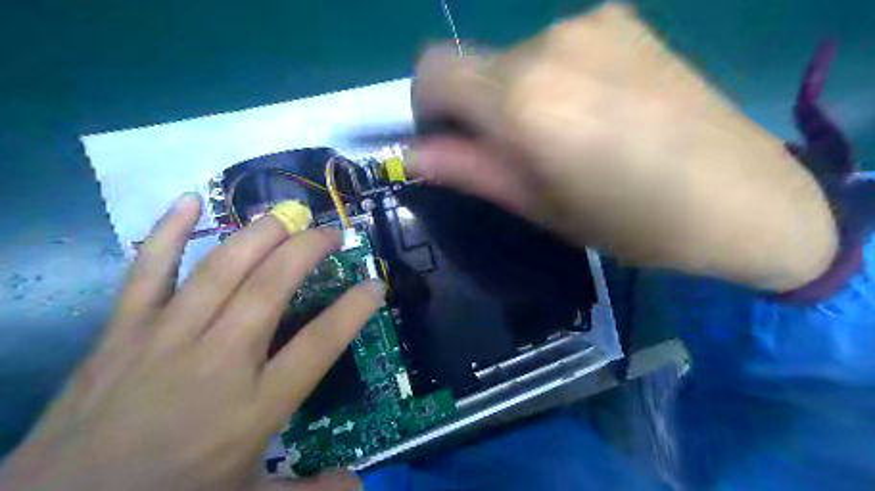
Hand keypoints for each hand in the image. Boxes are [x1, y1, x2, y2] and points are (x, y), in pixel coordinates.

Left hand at [0, 192, 382, 490]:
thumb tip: (361, 487)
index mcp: (254, 406)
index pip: (319, 343)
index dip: (354, 309)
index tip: (375, 284)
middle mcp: (218, 361)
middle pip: (271, 288)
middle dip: (309, 251)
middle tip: (332, 233)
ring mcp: (166, 338)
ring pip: (221, 269)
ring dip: (261, 234)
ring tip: (288, 214)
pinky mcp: (122, 330)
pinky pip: (147, 270)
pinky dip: (168, 232)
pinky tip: (189, 201)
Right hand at [413, 2, 840, 290]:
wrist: (741, 197)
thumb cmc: (628, 221)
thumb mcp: (538, 207)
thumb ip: (470, 171)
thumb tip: (415, 153)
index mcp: (522, 98)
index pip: (432, 70)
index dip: (426, 106)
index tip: (450, 141)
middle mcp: (549, 42)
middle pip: (473, 64)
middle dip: (474, 108)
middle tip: (515, 154)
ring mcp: (590, 22)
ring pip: (514, 57)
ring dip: (516, 94)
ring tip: (564, 137)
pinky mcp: (623, 19)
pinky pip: (556, 47)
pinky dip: (552, 77)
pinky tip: (596, 110)